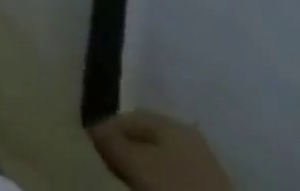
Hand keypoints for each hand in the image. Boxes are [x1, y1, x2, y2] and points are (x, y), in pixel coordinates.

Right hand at [91, 110, 231, 190]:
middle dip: (125, 149)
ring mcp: (202, 166)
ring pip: (161, 160)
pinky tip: (147, 188)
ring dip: (142, 168)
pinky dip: (158, 181)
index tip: (91, 145)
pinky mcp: (208, 190)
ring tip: (125, 180)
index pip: (130, 117)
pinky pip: (173, 177)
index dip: (108, 129)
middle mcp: (188, 136)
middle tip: (106, 163)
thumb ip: (113, 143)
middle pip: (147, 138)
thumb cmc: (176, 188)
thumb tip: (92, 126)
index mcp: (173, 121)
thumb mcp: (138, 164)